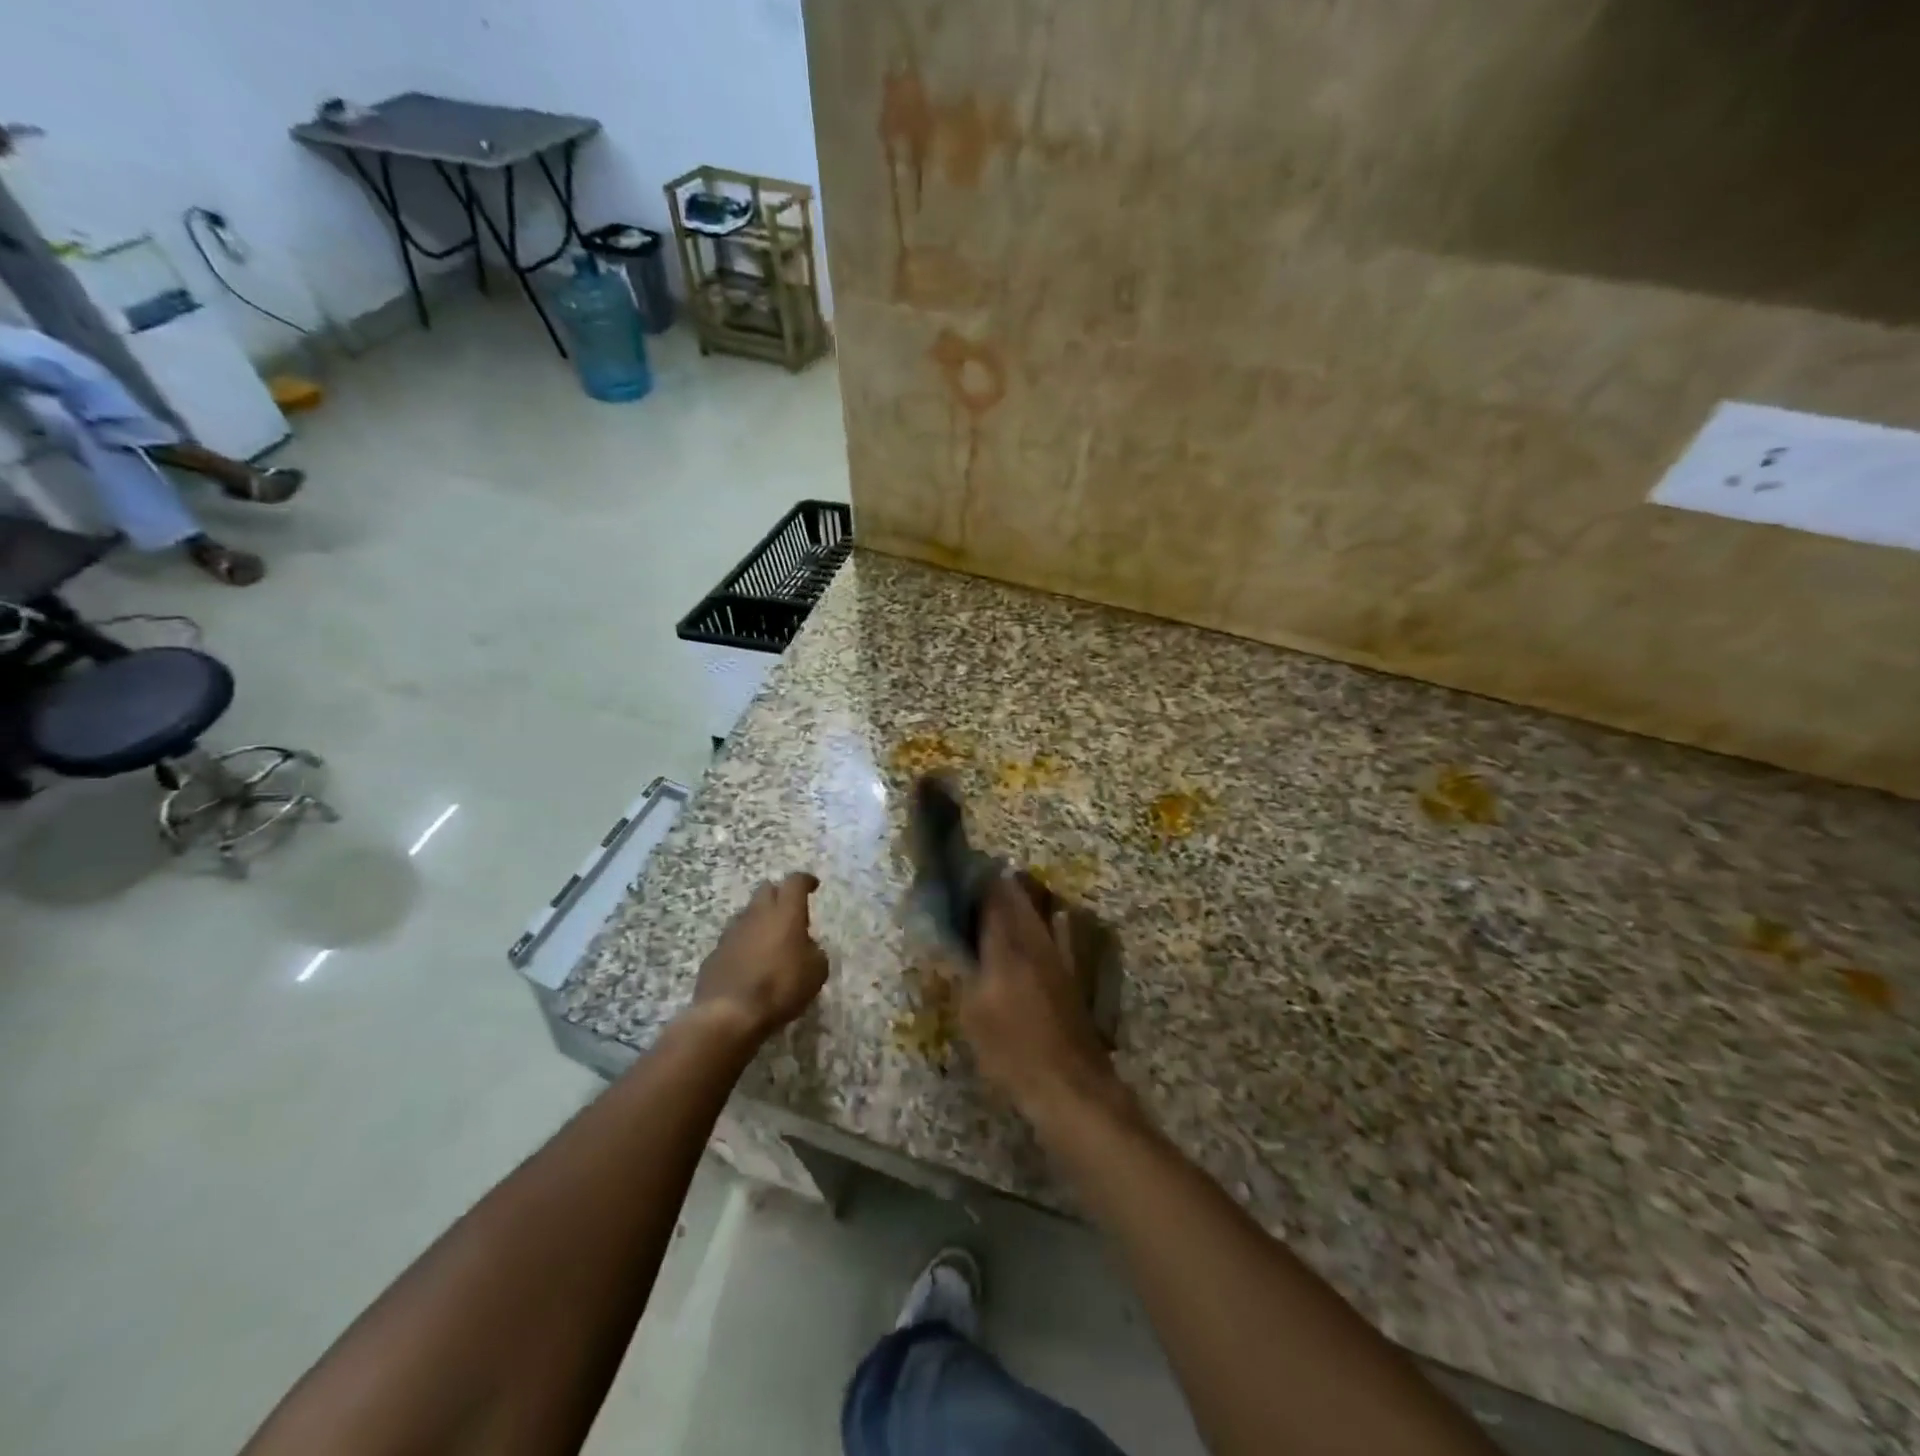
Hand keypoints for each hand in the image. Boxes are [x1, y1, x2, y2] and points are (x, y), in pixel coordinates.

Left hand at [691, 872, 827, 1044]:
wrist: (729, 1014)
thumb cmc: (780, 988)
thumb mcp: (816, 973)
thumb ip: (814, 952)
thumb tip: (807, 948)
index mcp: (785, 913)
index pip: (795, 882)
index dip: (805, 880)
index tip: (812, 885)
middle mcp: (756, 914)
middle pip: (766, 890)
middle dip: (779, 895)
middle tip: (789, 912)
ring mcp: (731, 932)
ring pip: (747, 914)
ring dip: (759, 921)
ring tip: (769, 940)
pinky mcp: (714, 953)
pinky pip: (733, 939)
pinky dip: (744, 944)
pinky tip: (750, 963)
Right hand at [959, 876, 1119, 1119]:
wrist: (1069, 1084)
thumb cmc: (1013, 1050)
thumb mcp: (972, 1014)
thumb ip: (959, 971)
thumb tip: (944, 939)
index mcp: (1008, 945)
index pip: (993, 895)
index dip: (975, 879)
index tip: (956, 872)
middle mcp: (1035, 940)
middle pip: (1018, 898)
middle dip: (996, 886)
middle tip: (972, 887)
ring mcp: (1058, 956)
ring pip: (1037, 913)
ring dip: (1018, 901)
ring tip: (997, 902)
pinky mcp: (1070, 974)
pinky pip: (1055, 933)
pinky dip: (1043, 922)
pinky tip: (1042, 925)